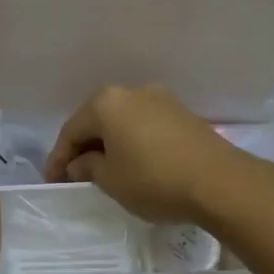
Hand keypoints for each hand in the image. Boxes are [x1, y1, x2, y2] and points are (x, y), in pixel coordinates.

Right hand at [43, 84, 253, 224]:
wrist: (219, 182)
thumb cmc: (154, 180)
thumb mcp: (110, 180)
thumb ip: (87, 167)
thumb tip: (81, 162)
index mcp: (106, 102)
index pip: (71, 130)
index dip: (58, 158)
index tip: (53, 182)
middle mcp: (132, 91)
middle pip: (97, 120)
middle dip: (84, 147)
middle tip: (75, 175)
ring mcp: (161, 99)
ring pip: (122, 121)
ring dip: (110, 144)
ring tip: (104, 171)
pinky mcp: (182, 114)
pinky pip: (145, 125)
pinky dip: (133, 142)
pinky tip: (133, 163)